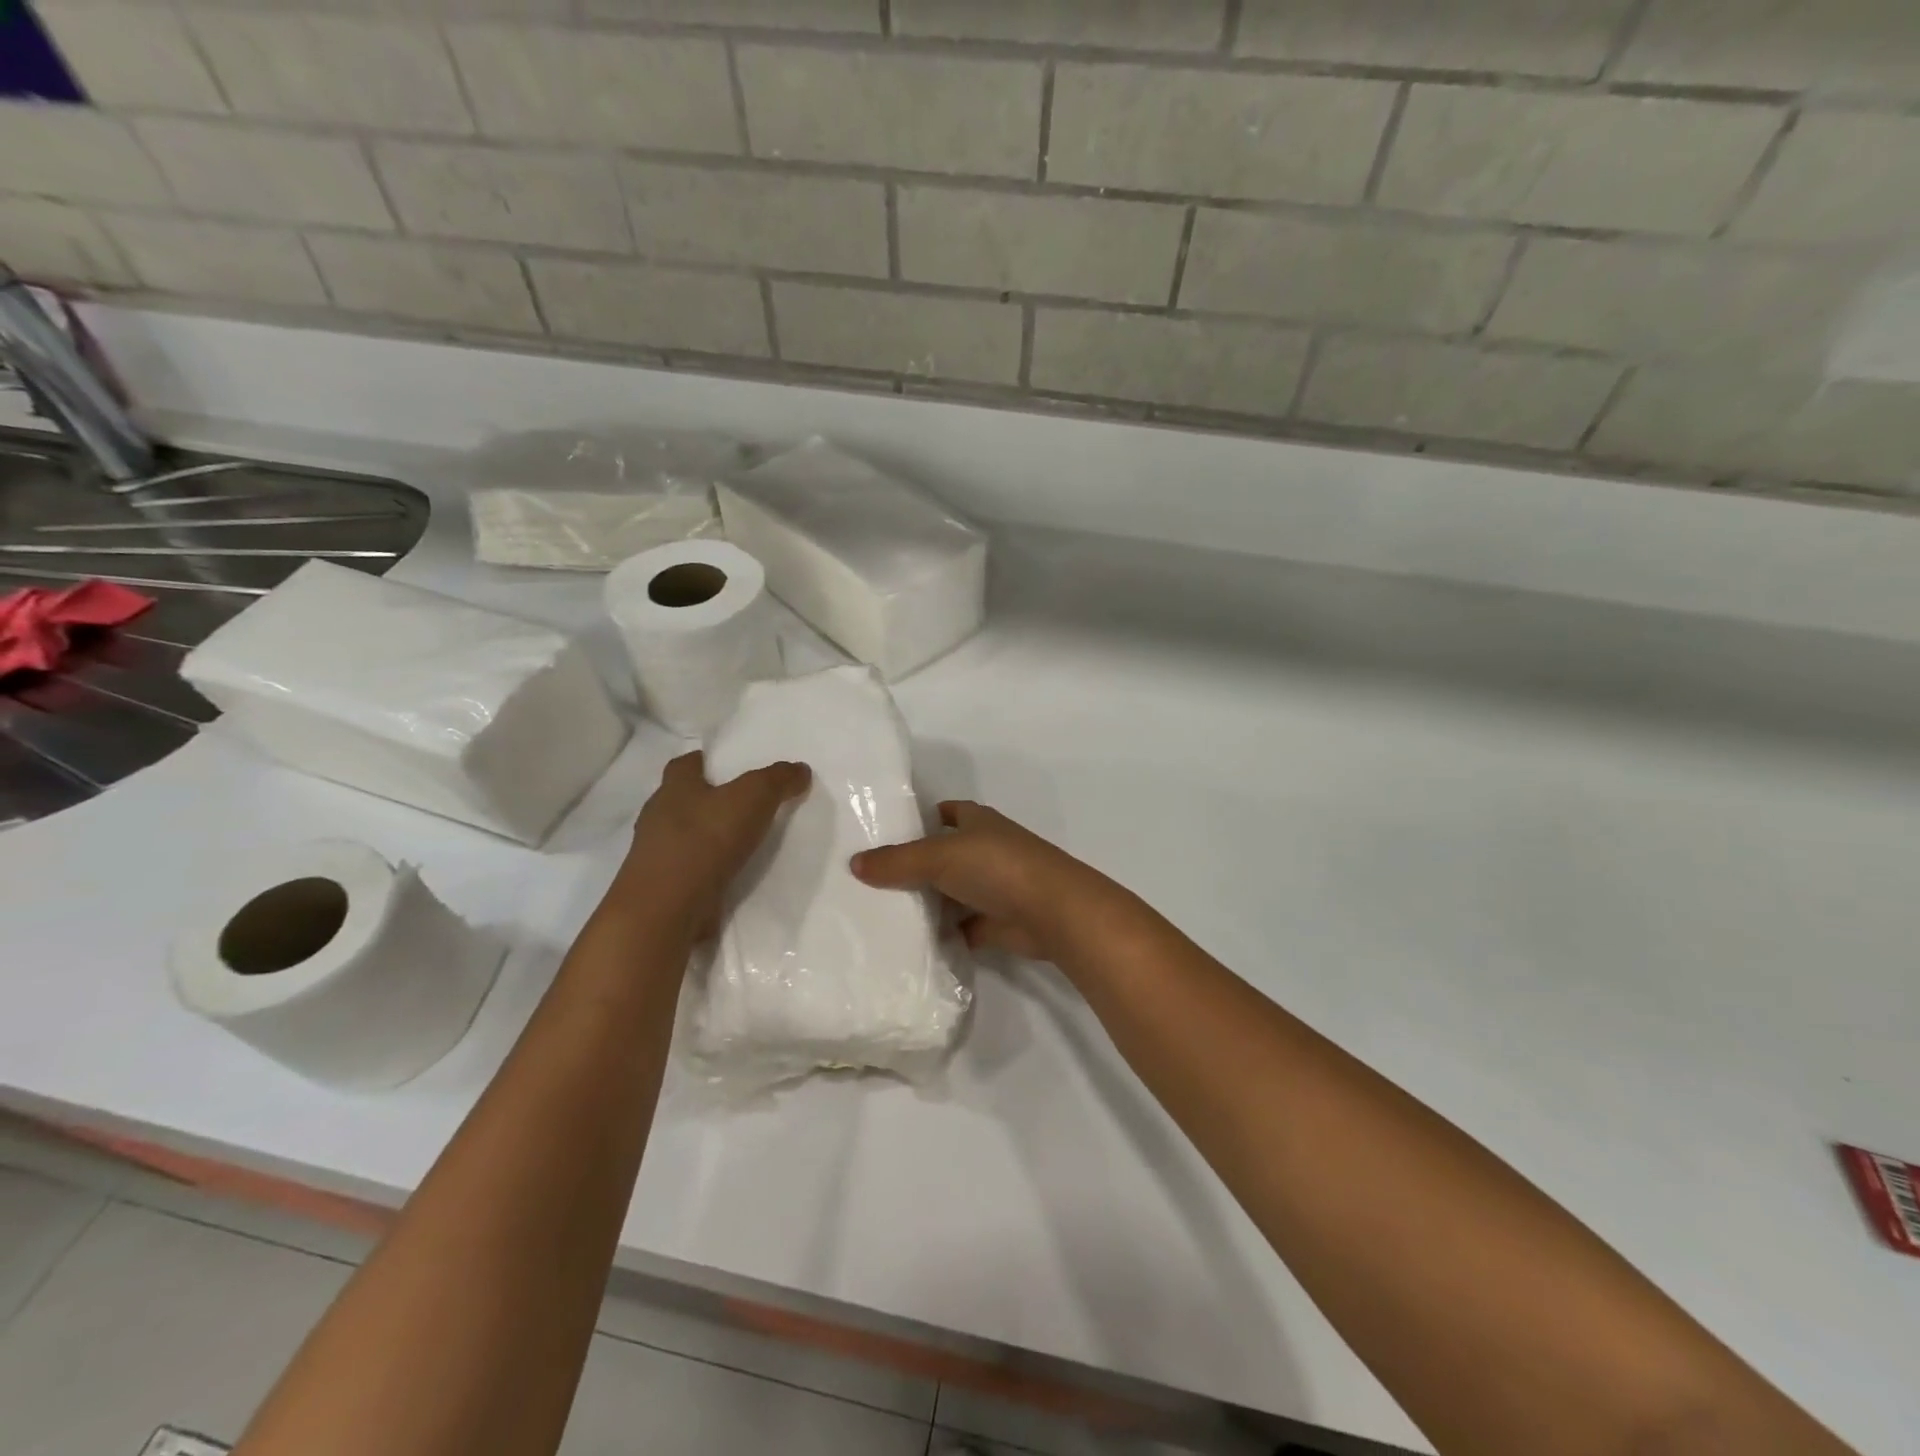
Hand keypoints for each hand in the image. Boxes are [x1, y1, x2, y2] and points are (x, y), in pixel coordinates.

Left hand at [621, 751, 809, 935]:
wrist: (667, 909)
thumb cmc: (705, 839)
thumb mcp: (754, 797)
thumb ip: (778, 780)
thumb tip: (800, 769)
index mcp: (674, 787)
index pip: (686, 764)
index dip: (706, 761)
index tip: (729, 766)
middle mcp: (659, 816)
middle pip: (684, 799)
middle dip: (709, 799)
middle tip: (745, 803)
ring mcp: (657, 855)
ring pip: (685, 836)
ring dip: (709, 837)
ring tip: (744, 842)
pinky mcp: (664, 887)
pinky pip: (690, 870)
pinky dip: (708, 869)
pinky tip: (733, 875)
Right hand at [850, 800, 1114, 960]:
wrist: (1051, 911)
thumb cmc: (997, 867)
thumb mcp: (938, 857)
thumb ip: (896, 861)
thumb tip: (854, 863)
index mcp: (978, 822)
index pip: (947, 812)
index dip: (922, 818)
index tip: (888, 832)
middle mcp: (987, 850)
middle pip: (944, 855)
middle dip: (915, 865)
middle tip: (870, 879)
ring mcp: (994, 887)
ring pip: (951, 892)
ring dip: (927, 902)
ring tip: (881, 912)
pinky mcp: (996, 921)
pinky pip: (960, 926)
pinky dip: (942, 933)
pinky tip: (910, 942)